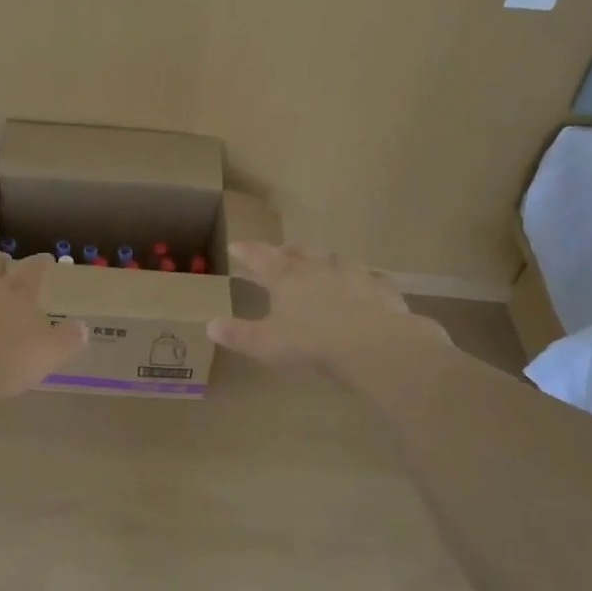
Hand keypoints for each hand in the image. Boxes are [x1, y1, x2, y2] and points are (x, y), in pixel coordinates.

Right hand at [207, 242, 447, 373]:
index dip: (246, 251)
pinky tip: (363, 285)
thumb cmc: (312, 342)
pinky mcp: (380, 287)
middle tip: (279, 253)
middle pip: (297, 253)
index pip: (260, 257)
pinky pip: (368, 278)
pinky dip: (360, 280)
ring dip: (321, 261)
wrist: (373, 345)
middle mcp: (318, 267)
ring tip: (318, 265)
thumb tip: (210, 325)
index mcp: (286, 277)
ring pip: (332, 260)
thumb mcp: (266, 343)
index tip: (236, 246)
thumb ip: (238, 334)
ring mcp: (353, 273)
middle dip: (285, 252)